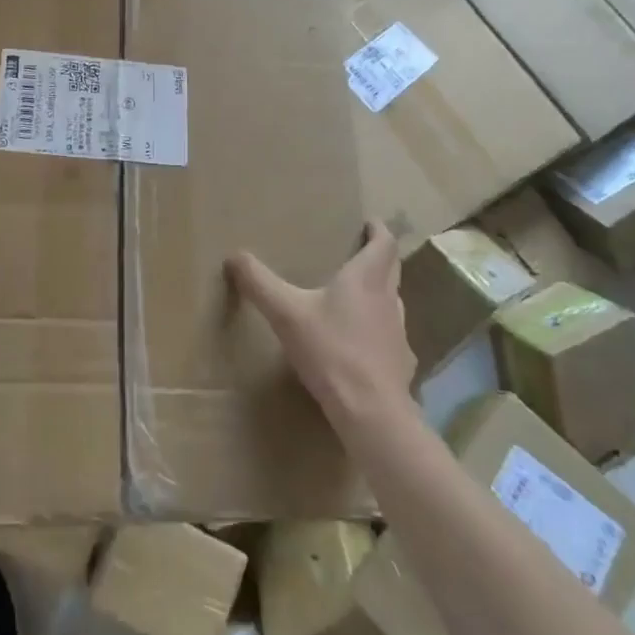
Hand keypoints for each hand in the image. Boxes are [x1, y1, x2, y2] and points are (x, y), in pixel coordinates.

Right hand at [227, 221, 414, 425]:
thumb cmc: (330, 351)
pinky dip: (377, 329)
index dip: (378, 229)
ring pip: (392, 301)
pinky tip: (359, 343)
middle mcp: (388, 299)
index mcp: (366, 279)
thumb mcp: (285, 313)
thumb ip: (259, 283)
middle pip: (391, 268)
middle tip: (359, 251)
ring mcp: (398, 332)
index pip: (384, 243)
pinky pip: (389, 335)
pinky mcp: (400, 362)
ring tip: (354, 295)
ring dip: (378, 291)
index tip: (369, 222)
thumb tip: (234, 256)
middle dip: (378, 256)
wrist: (371, 411)